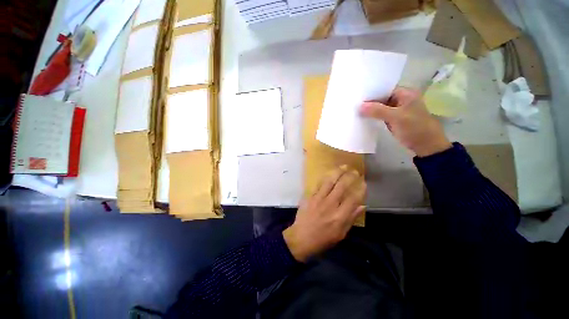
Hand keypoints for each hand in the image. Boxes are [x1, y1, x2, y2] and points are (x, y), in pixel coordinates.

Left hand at [283, 166, 365, 261]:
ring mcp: (318, 199)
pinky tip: (329, 173)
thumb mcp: (341, 234)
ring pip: (329, 182)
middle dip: (350, 177)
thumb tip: (362, 206)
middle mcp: (330, 204)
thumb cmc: (323, 239)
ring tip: (343, 167)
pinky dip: (325, 178)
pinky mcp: (310, 196)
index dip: (360, 189)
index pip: (353, 198)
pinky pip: (319, 184)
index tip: (363, 183)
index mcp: (339, 216)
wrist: (301, 237)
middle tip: (355, 171)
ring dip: (337, 173)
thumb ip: (351, 218)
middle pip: (341, 186)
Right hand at [360, 87, 451, 156]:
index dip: (371, 93)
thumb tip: (359, 106)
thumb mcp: (396, 117)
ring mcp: (397, 110)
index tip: (357, 97)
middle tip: (354, 104)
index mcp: (405, 93)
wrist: (426, 145)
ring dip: (370, 110)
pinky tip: (363, 117)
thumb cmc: (414, 128)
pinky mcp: (394, 119)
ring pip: (381, 107)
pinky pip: (381, 115)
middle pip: (382, 98)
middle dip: (369, 102)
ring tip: (355, 110)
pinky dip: (374, 116)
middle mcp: (401, 99)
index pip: (384, 89)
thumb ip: (377, 110)